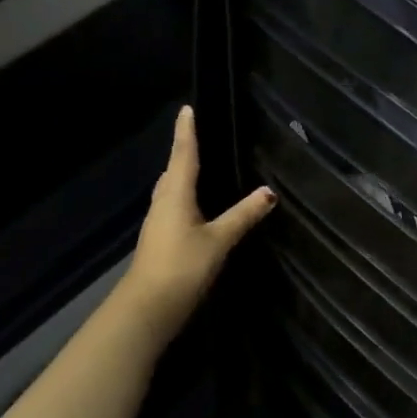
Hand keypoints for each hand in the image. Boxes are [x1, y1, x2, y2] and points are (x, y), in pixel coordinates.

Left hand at [118, 105, 275, 334]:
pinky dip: (183, 195)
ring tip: (198, 164)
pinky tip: (195, 204)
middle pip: (173, 170)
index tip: (187, 109)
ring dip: (181, 174)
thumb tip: (269, 191)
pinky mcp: (160, 240)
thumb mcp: (218, 240)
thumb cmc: (181, 267)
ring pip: (170, 189)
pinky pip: (173, 206)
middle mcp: (163, 203)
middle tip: (196, 134)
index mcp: (175, 195)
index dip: (187, 132)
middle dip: (183, 151)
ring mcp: (159, 223)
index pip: (183, 155)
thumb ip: (243, 215)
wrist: (147, 309)